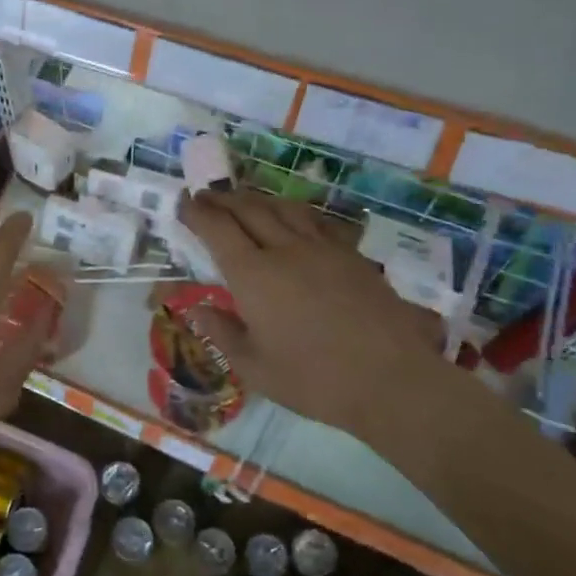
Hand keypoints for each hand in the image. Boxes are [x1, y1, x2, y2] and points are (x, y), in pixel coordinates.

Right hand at [178, 191, 447, 436]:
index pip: (217, 229)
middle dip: (223, 199)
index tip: (183, 202)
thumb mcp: (254, 367)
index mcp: (253, 275)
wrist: (391, 380)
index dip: (197, 212)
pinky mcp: (351, 256)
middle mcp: (285, 250)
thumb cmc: (313, 379)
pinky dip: (294, 212)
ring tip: (244, 200)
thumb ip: (222, 332)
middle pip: (249, 209)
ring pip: (283, 208)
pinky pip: (316, 221)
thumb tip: (195, 308)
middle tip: (206, 195)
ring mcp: (322, 249)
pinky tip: (294, 219)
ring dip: (257, 199)